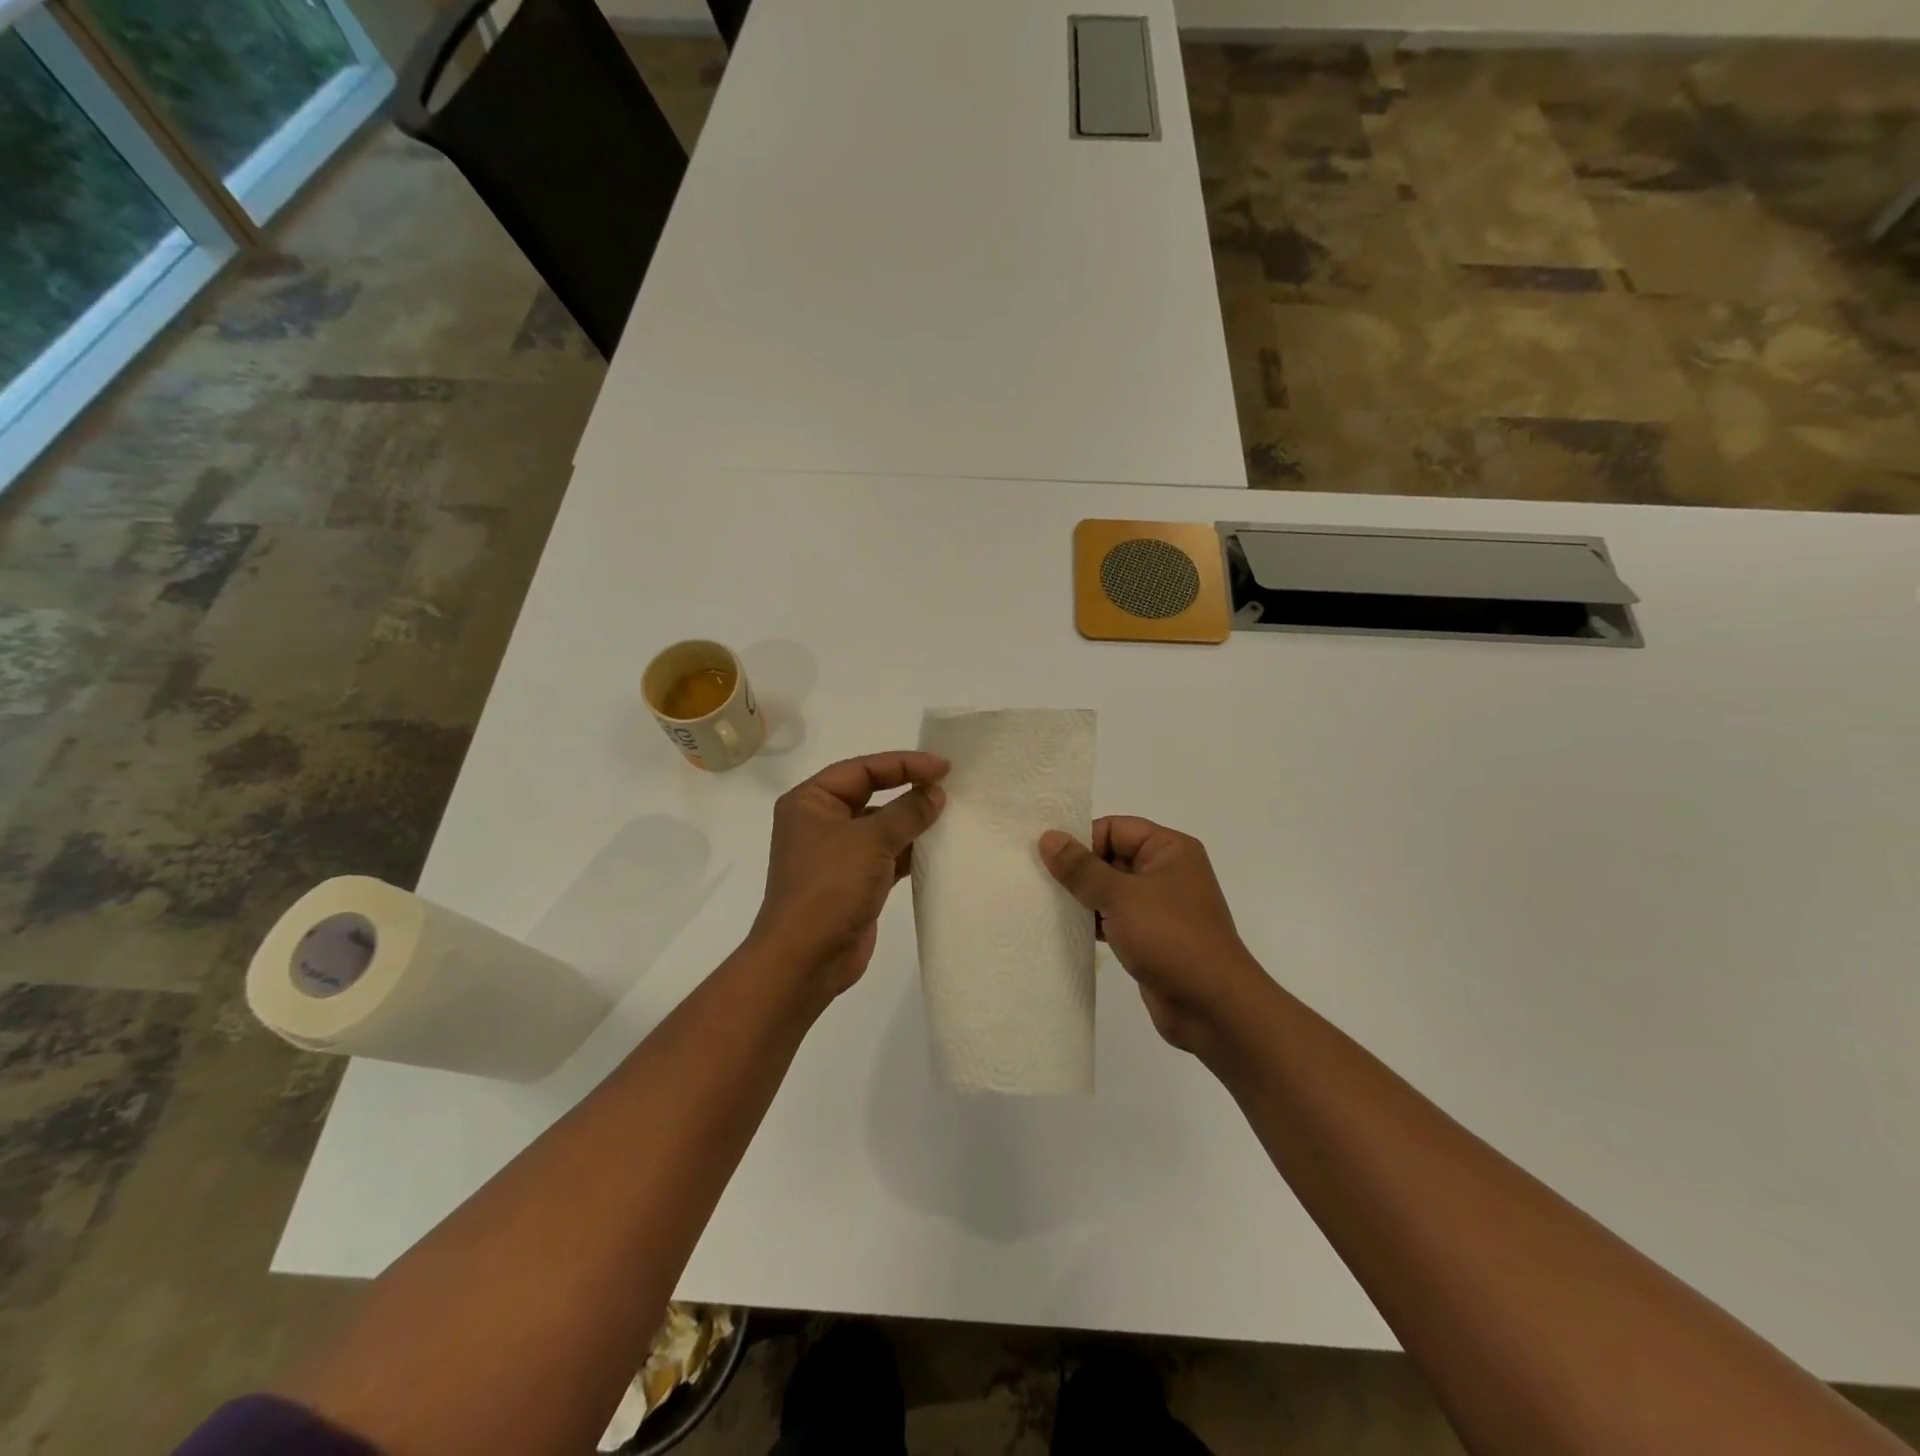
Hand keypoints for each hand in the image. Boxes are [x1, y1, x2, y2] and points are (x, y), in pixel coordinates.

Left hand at [749, 751, 948, 998]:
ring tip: (951, 815)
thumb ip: (907, 811)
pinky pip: (885, 855)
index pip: (862, 769)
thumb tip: (935, 793)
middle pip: (871, 794)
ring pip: (881, 826)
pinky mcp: (853, 882)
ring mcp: (836, 854)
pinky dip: (909, 850)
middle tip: (950, 786)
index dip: (904, 764)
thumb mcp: (871, 840)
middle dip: (908, 789)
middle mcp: (820, 822)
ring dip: (912, 822)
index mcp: (811, 801)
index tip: (944, 767)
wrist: (807, 959)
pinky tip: (938, 848)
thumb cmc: (831, 887)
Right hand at [1040, 817, 1268, 1056]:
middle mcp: (1167, 871)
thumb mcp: (1121, 896)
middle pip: (1111, 856)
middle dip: (1078, 869)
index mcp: (1169, 849)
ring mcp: (1160, 906)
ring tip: (1046, 904)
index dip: (1082, 840)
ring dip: (1083, 897)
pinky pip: (1115, 917)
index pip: (1115, 828)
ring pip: (1111, 889)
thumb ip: (1081, 868)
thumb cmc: (1170, 937)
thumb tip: (1048, 837)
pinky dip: (1094, 921)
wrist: (1212, 1006)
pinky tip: (1066, 929)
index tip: (1047, 858)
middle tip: (1038, 880)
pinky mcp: (1152, 936)